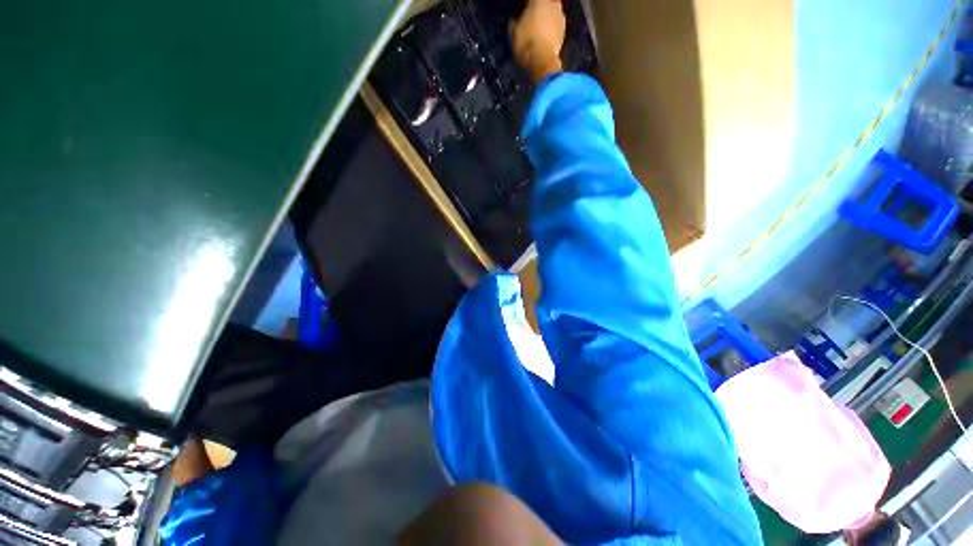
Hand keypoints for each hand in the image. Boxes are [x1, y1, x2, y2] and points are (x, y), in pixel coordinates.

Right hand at [511, 0, 564, 83]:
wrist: (542, 61)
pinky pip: (556, 28)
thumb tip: (516, 21)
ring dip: (547, 20)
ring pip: (553, 14)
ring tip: (540, 30)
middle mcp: (553, 4)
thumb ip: (516, 22)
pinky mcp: (564, 33)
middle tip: (532, 18)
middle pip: (546, 3)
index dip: (526, 5)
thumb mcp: (513, 32)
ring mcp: (561, 18)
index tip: (522, 10)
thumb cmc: (526, 42)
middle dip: (540, 9)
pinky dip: (551, 31)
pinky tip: (545, 38)